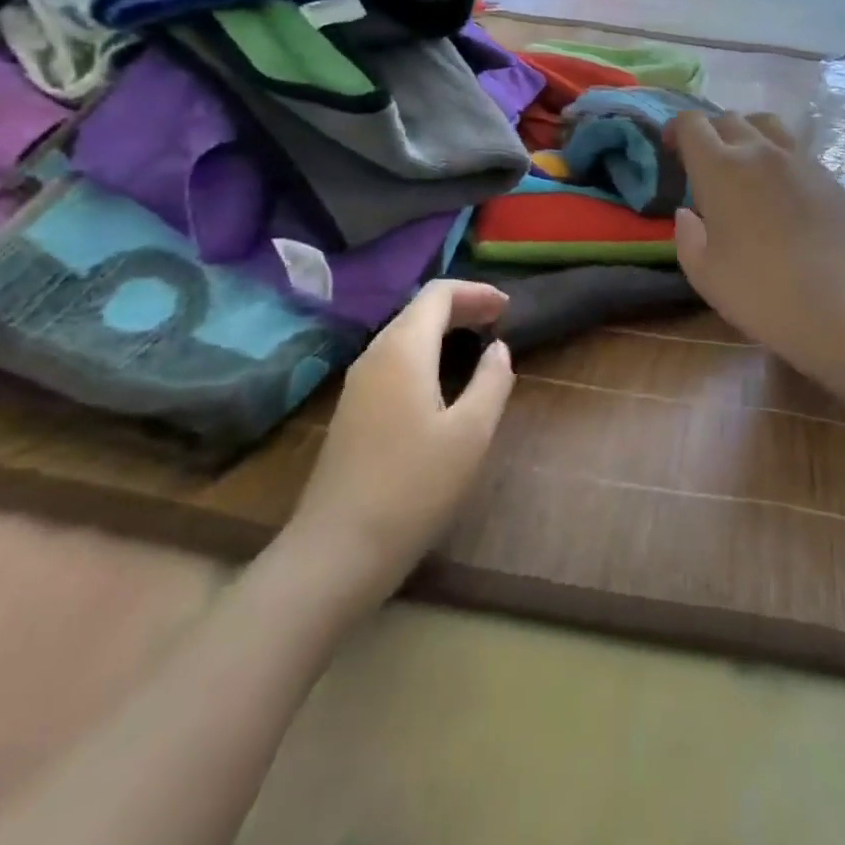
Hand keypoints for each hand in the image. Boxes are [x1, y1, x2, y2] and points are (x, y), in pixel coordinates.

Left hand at [284, 280, 513, 611]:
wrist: (336, 552)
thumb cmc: (413, 487)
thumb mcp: (471, 433)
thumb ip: (492, 381)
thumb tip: (497, 349)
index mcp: (403, 349)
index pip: (437, 294)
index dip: (475, 292)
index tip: (508, 307)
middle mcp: (375, 355)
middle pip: (419, 310)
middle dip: (461, 307)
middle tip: (499, 321)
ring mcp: (357, 384)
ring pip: (403, 335)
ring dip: (442, 330)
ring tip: (476, 344)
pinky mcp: (352, 411)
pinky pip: (393, 361)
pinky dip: (425, 353)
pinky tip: (442, 380)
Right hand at [669, 111, 844, 375]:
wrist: (839, 307)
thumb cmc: (759, 292)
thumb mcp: (703, 273)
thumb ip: (687, 237)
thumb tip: (687, 214)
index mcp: (720, 168)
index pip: (691, 124)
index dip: (675, 130)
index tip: (671, 150)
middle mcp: (760, 152)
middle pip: (729, 119)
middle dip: (710, 133)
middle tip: (705, 163)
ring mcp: (801, 161)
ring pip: (769, 126)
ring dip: (748, 135)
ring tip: (745, 164)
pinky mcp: (830, 178)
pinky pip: (797, 152)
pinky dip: (780, 160)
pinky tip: (782, 193)